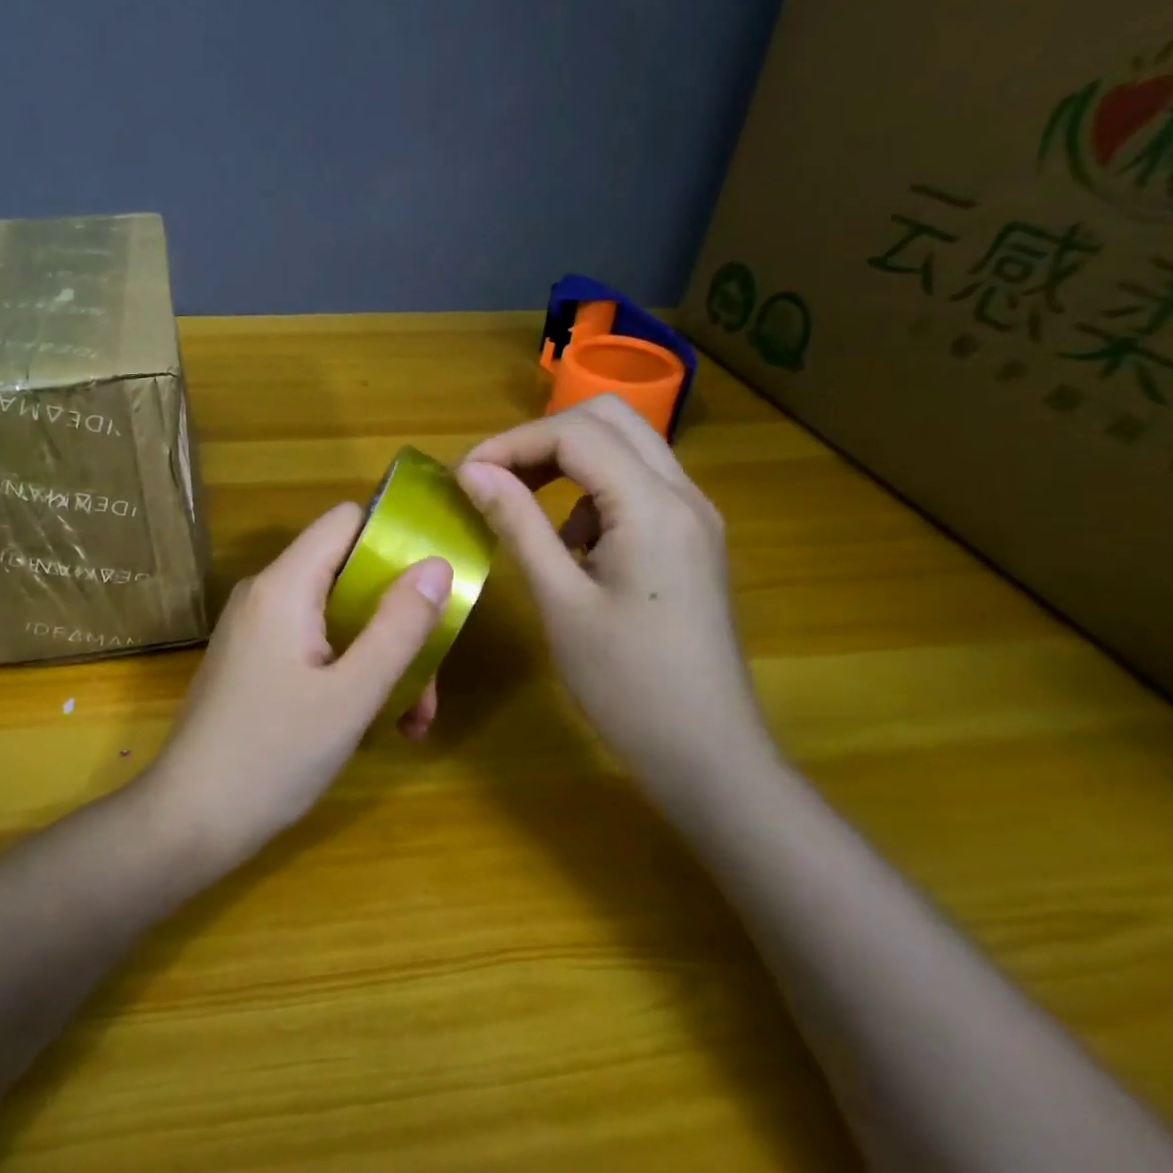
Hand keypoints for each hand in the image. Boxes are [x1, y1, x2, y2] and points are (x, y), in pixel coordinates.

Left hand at [142, 503, 452, 865]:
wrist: (188, 821)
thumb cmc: (273, 755)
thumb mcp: (351, 695)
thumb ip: (398, 626)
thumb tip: (436, 564)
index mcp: (284, 586)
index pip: (346, 521)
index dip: (395, 538)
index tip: (435, 583)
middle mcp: (266, 594)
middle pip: (348, 575)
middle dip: (397, 621)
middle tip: (428, 683)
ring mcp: (256, 630)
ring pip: (337, 617)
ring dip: (380, 657)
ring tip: (411, 719)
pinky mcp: (254, 662)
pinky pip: (314, 645)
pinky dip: (349, 672)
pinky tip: (375, 724)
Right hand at [455, 396, 773, 801]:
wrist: (707, 752)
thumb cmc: (626, 683)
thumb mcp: (560, 600)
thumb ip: (517, 524)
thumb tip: (473, 470)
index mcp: (653, 506)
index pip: (575, 434)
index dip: (511, 443)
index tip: (465, 476)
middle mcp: (682, 495)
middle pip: (609, 420)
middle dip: (542, 438)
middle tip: (495, 477)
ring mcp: (693, 517)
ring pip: (626, 448)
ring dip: (568, 461)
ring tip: (522, 506)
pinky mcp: (690, 541)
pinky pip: (637, 486)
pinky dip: (591, 491)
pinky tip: (570, 546)